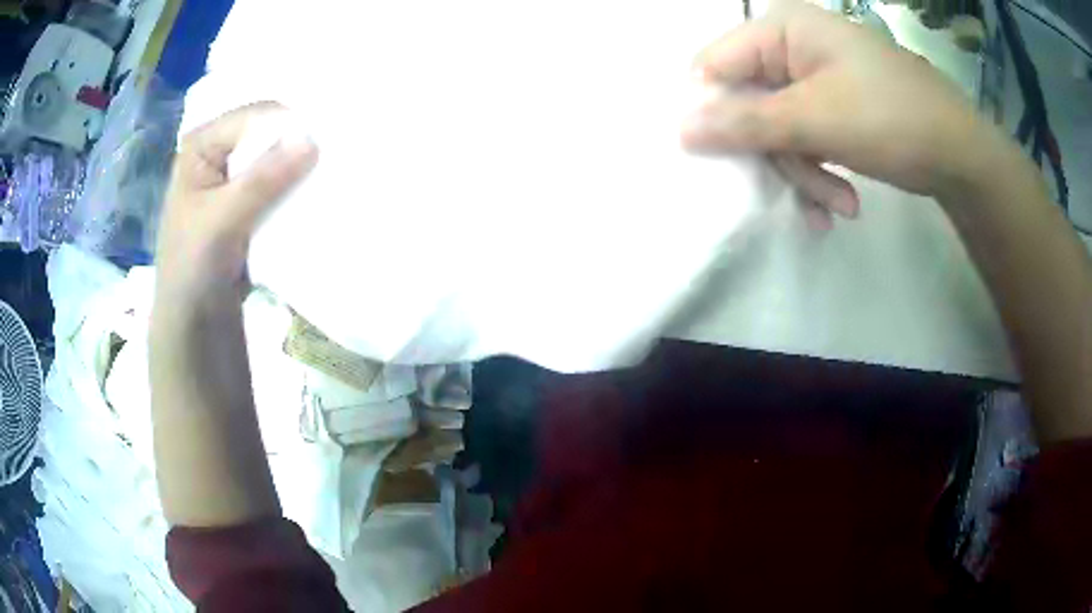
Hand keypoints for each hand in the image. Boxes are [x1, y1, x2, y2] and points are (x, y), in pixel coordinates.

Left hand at [156, 102, 316, 302]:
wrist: (194, 323)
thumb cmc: (192, 269)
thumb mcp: (222, 221)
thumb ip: (262, 180)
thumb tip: (312, 141)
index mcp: (202, 144)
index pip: (254, 118)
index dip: (288, 127)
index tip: (325, 144)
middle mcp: (218, 152)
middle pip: (267, 135)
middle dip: (298, 145)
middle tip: (336, 155)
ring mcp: (234, 179)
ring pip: (276, 160)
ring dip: (301, 169)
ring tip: (333, 174)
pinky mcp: (248, 204)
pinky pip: (279, 185)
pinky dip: (297, 190)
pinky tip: (317, 194)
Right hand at [683, 0, 995, 228]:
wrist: (961, 156)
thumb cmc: (892, 119)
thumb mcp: (815, 120)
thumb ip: (745, 123)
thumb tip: (679, 130)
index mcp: (783, 28)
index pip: (716, 65)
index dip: (713, 112)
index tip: (723, 158)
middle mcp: (794, 47)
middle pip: (750, 104)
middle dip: (778, 156)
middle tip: (806, 192)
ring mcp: (816, 78)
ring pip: (779, 130)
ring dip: (805, 174)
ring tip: (839, 206)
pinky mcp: (834, 106)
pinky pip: (805, 139)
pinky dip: (820, 174)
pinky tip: (843, 203)